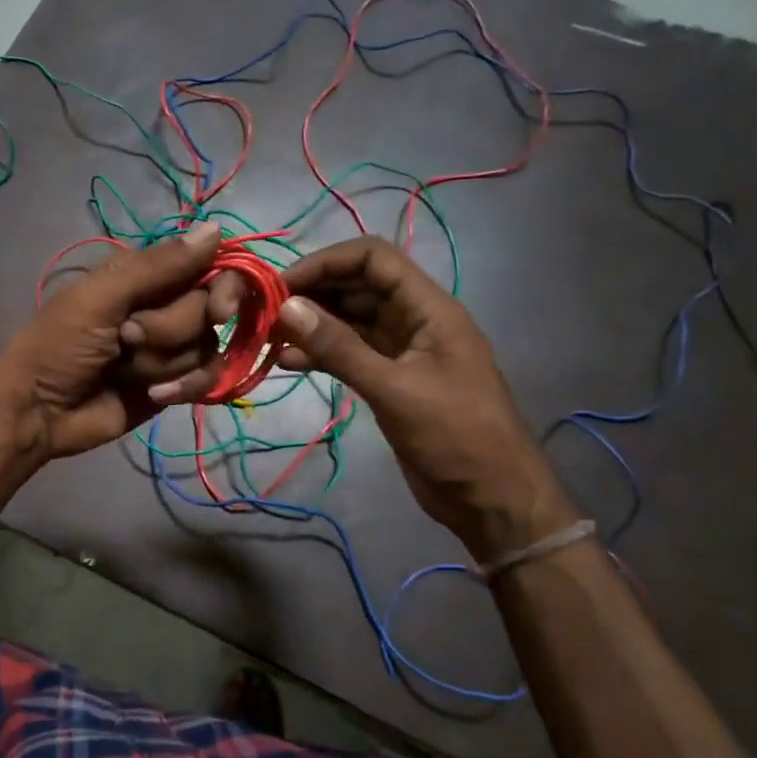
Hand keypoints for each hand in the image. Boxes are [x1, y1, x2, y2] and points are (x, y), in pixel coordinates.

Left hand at [0, 221, 240, 463]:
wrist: (39, 411)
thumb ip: (158, 266)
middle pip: (209, 311)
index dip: (225, 286)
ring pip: (208, 347)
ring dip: (165, 362)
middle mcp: (166, 305)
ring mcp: (172, 347)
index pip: (211, 266)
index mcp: (147, 275)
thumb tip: (216, 229)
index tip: (218, 309)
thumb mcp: (100, 297)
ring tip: (124, 370)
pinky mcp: (175, 384)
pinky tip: (154, 394)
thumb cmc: (59, 344)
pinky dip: (183, 387)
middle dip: (168, 330)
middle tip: (125, 339)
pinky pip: (206, 379)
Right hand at [275, 237, 576, 560]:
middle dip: (313, 293)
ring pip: (350, 321)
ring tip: (268, 337)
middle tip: (265, 312)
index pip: (374, 259)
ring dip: (312, 324)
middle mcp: (415, 321)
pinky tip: (286, 362)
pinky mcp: (390, 380)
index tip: (282, 285)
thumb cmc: (455, 437)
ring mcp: (402, 351)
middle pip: (358, 286)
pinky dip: (320, 354)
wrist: (492, 498)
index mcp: (430, 309)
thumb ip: (340, 348)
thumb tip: (287, 307)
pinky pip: (349, 353)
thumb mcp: (394, 389)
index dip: (327, 262)